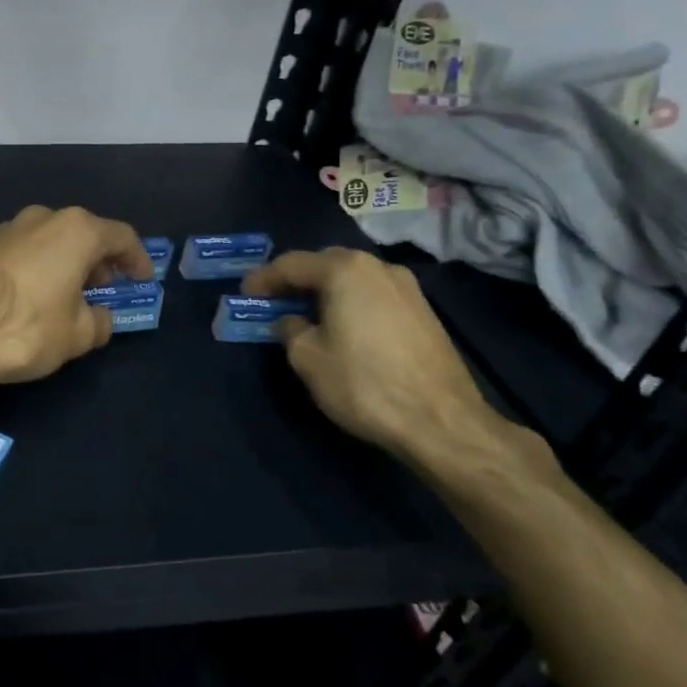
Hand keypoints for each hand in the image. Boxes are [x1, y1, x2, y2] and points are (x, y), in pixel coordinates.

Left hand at [0, 205, 151, 387]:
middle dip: (100, 260)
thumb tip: (100, 317)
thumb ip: (99, 321)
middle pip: (84, 233)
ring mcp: (9, 228)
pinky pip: (26, 251)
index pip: (121, 236)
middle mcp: (43, 218)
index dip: (137, 259)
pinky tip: (37, 296)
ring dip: (68, 263)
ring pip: (52, 240)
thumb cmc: (26, 328)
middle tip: (106, 289)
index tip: (143, 279)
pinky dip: (41, 267)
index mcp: (76, 230)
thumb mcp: (78, 335)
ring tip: (72, 296)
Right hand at [242, 248, 554, 478]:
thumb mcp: (308, 357)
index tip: (244, 295)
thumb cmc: (364, 383)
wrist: (442, 422)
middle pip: (325, 264)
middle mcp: (378, 267)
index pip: (291, 264)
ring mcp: (407, 288)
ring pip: (353, 280)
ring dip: (325, 292)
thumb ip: (290, 329)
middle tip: (273, 301)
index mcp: (345, 270)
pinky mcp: (424, 313)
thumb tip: (290, 321)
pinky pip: (374, 296)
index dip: (263, 279)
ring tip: (306, 316)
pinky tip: (342, 328)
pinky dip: (350, 304)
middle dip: (296, 281)